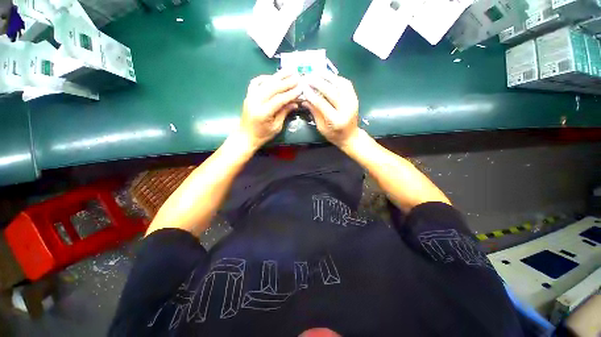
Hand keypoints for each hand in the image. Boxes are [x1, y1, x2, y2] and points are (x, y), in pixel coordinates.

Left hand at [239, 71, 301, 149]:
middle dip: (286, 82)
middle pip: (272, 88)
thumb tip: (295, 103)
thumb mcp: (276, 127)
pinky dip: (264, 78)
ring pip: (265, 82)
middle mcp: (255, 102)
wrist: (245, 137)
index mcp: (263, 113)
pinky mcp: (248, 95)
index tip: (300, 89)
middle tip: (297, 76)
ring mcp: (250, 97)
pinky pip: (256, 83)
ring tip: (288, 71)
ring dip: (277, 76)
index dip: (290, 94)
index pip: (279, 99)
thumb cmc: (262, 135)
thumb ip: (284, 113)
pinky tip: (273, 77)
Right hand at [301, 72, 359, 148]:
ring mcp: (352, 102)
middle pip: (332, 92)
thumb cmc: (334, 135)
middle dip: (318, 83)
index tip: (303, 87)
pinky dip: (337, 78)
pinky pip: (346, 84)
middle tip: (308, 77)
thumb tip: (304, 99)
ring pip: (340, 84)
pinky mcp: (355, 98)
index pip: (322, 104)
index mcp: (336, 120)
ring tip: (317, 72)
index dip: (312, 95)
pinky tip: (328, 76)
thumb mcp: (321, 127)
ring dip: (328, 76)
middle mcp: (346, 109)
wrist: (351, 136)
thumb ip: (314, 112)